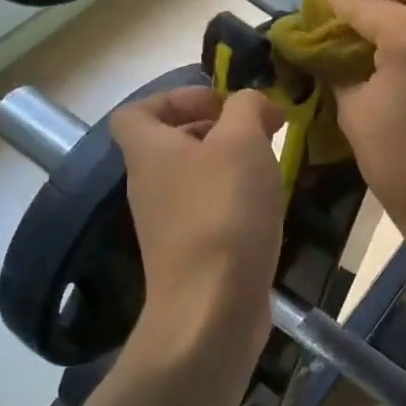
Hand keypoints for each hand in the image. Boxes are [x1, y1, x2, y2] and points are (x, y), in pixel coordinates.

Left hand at [111, 85, 286, 354]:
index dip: (175, 98)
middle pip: (171, 143)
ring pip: (195, 178)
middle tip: (259, 132)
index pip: (135, 112)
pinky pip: (209, 210)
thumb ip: (249, 107)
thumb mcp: (242, 141)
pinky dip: (235, 201)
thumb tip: (256, 103)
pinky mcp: (191, 254)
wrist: (213, 308)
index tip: (221, 104)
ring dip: (230, 165)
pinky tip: (267, 208)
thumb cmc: (224, 212)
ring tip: (269, 168)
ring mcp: (168, 224)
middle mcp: (149, 185)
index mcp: (149, 151)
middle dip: (215, 129)